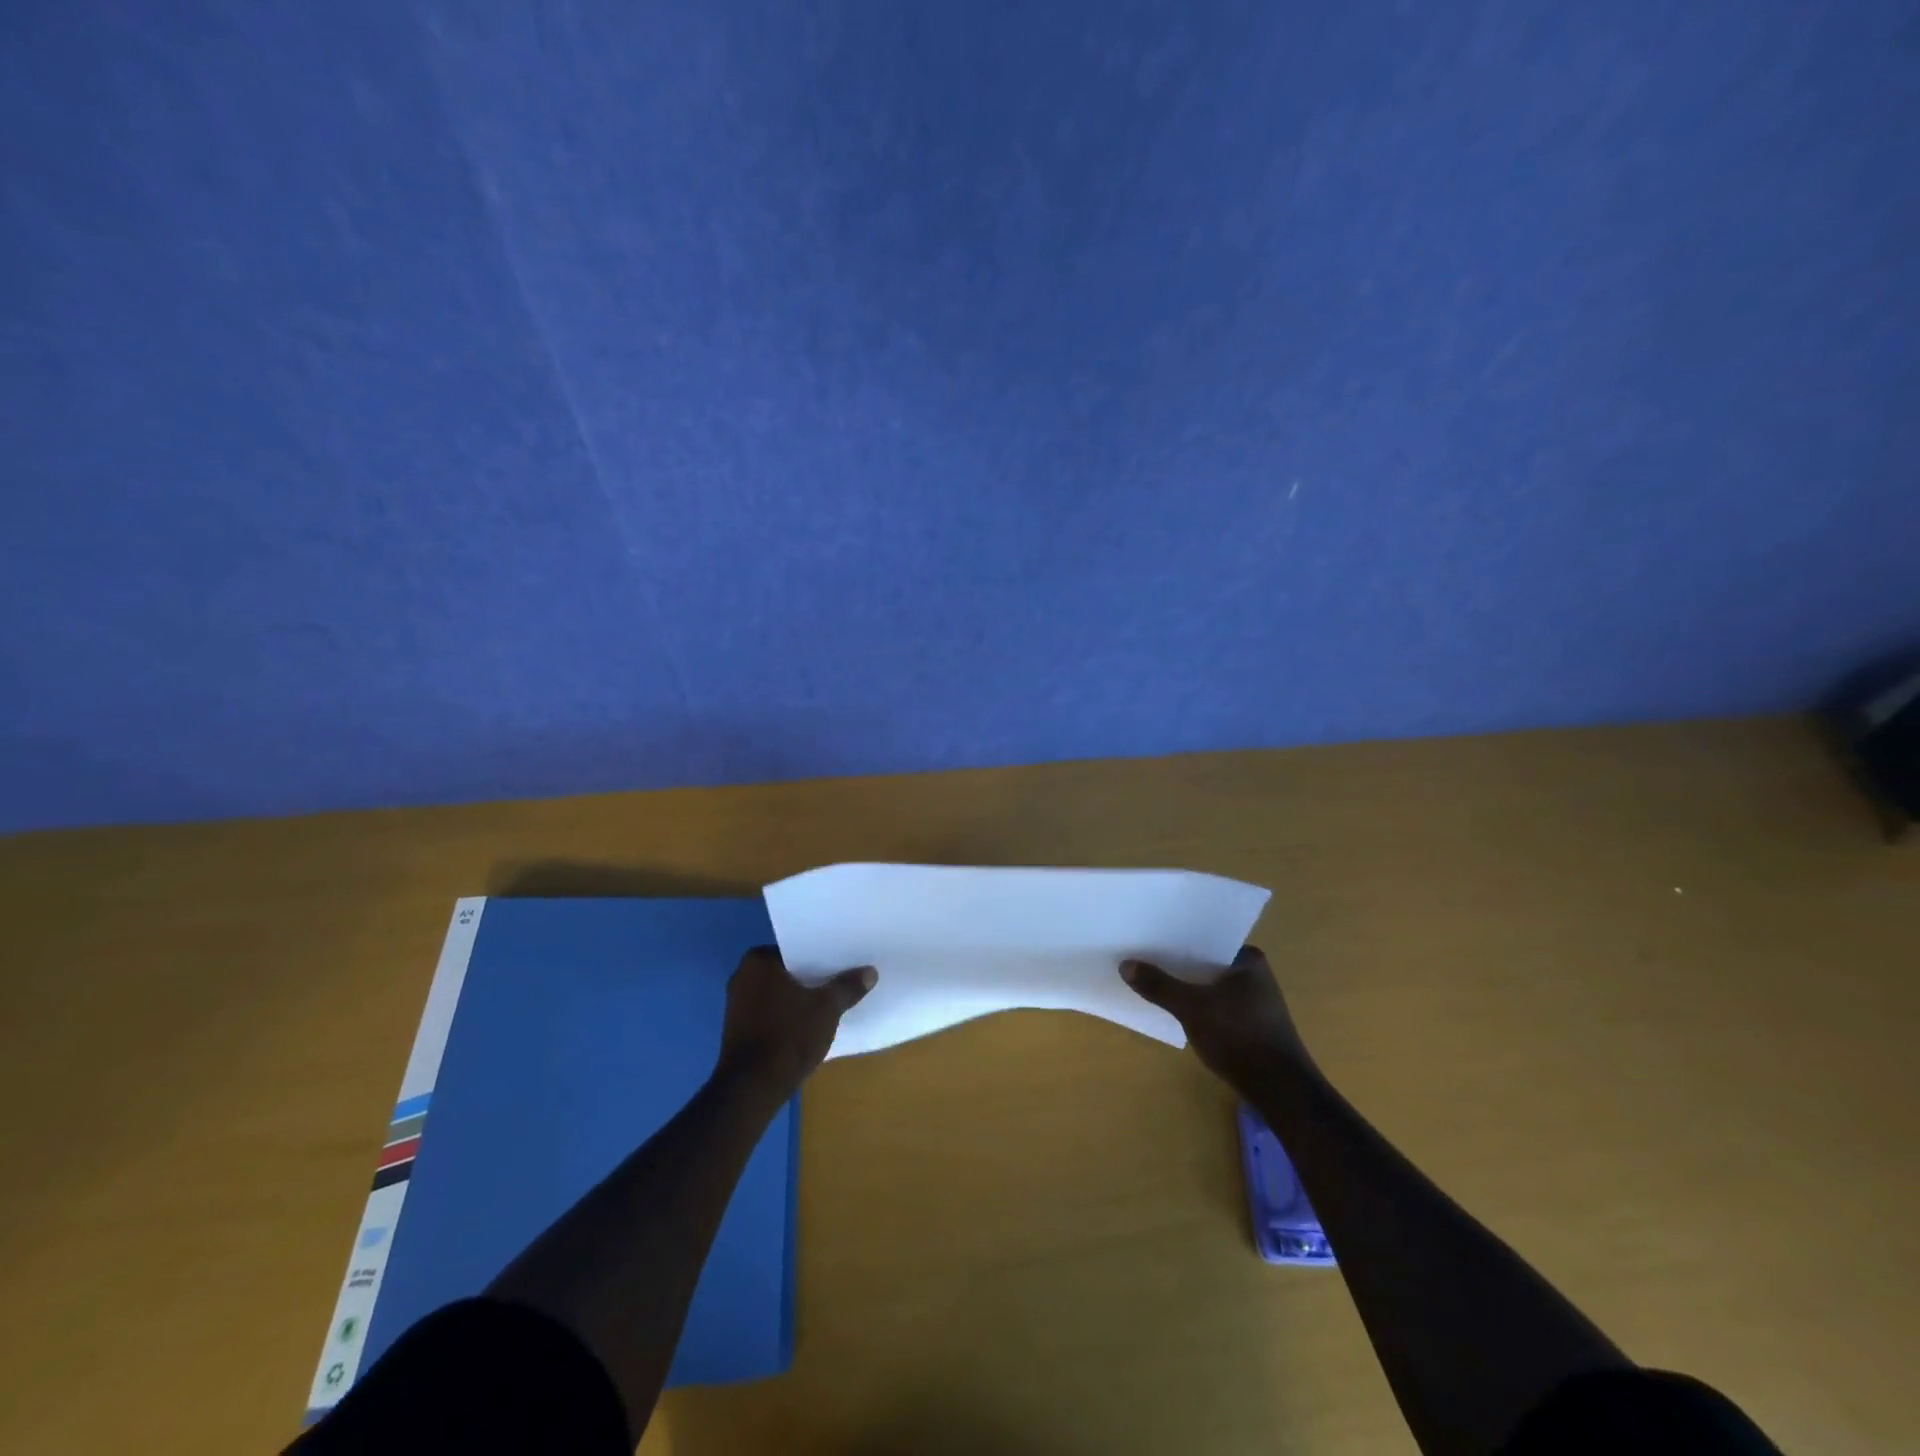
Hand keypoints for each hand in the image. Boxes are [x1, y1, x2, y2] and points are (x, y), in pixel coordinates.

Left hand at [716, 946, 875, 1097]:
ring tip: (832, 998)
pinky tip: (812, 1022)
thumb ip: (847, 987)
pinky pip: (772, 1012)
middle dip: (812, 976)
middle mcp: (742, 976)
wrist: (752, 1088)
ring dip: (801, 997)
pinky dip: (790, 1014)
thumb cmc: (788, 1035)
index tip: (842, 959)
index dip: (820, 954)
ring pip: (780, 992)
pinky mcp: (740, 1030)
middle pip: (788, 970)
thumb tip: (870, 972)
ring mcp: (737, 1005)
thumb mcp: (827, 1008)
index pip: (796, 948)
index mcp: (758, 961)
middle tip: (843, 976)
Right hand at [1120, 945, 1310, 1091]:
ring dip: (1184, 984)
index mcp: (1248, 959)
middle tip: (1141, 955)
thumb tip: (1125, 964)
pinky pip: (1213, 1003)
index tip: (1148, 934)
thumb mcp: (1192, 1008)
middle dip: (1176, 962)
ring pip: (1208, 984)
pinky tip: (1172, 1007)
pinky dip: (1194, 1003)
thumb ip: (1159, 986)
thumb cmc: (1240, 1037)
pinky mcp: (1248, 1023)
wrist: (1280, 1090)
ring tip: (1150, 978)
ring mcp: (1252, 1000)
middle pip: (1204, 961)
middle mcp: (1254, 974)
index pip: (1206, 938)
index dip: (1176, 937)